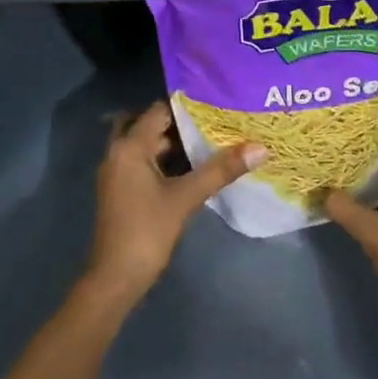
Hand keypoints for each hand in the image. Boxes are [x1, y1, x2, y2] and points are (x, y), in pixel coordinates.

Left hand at [87, 102, 265, 305]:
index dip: (186, 105)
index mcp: (129, 147)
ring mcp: (118, 172)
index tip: (215, 101)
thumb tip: (260, 147)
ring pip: (146, 145)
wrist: (116, 277)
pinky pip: (144, 162)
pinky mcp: (123, 190)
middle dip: (179, 122)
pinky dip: (165, 160)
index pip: (158, 110)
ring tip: (210, 138)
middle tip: (214, 119)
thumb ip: (221, 170)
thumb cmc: (147, 231)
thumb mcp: (186, 198)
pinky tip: (193, 166)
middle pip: (149, 125)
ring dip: (172, 142)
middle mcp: (118, 153)